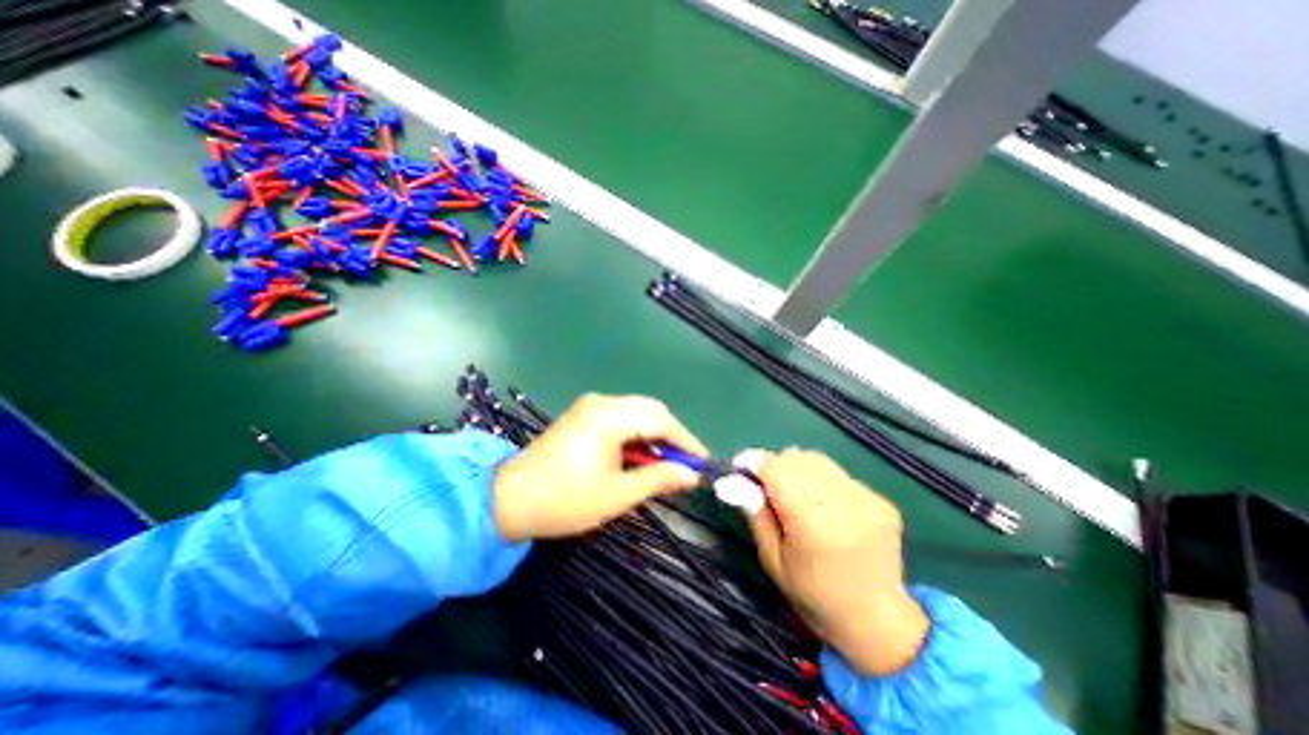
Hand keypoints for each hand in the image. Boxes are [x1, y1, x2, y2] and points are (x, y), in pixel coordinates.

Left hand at [496, 393, 712, 541]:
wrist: (509, 499)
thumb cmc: (565, 500)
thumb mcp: (618, 494)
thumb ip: (658, 479)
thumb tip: (691, 475)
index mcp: (609, 417)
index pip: (660, 421)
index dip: (686, 441)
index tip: (703, 462)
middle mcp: (602, 402)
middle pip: (650, 411)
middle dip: (672, 436)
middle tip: (685, 465)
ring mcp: (590, 406)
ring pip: (637, 413)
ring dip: (654, 436)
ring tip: (666, 464)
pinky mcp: (584, 415)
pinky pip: (621, 418)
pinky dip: (637, 435)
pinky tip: (641, 455)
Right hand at [746, 446, 929, 674]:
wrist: (878, 624)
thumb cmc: (814, 596)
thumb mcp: (773, 561)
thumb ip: (756, 515)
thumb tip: (737, 480)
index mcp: (813, 525)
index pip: (777, 470)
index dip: (755, 463)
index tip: (741, 467)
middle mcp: (843, 504)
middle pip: (796, 459)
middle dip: (775, 466)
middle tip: (766, 486)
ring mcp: (867, 500)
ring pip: (817, 460)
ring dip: (797, 469)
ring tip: (794, 494)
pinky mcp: (880, 500)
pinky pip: (837, 474)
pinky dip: (821, 480)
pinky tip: (822, 505)